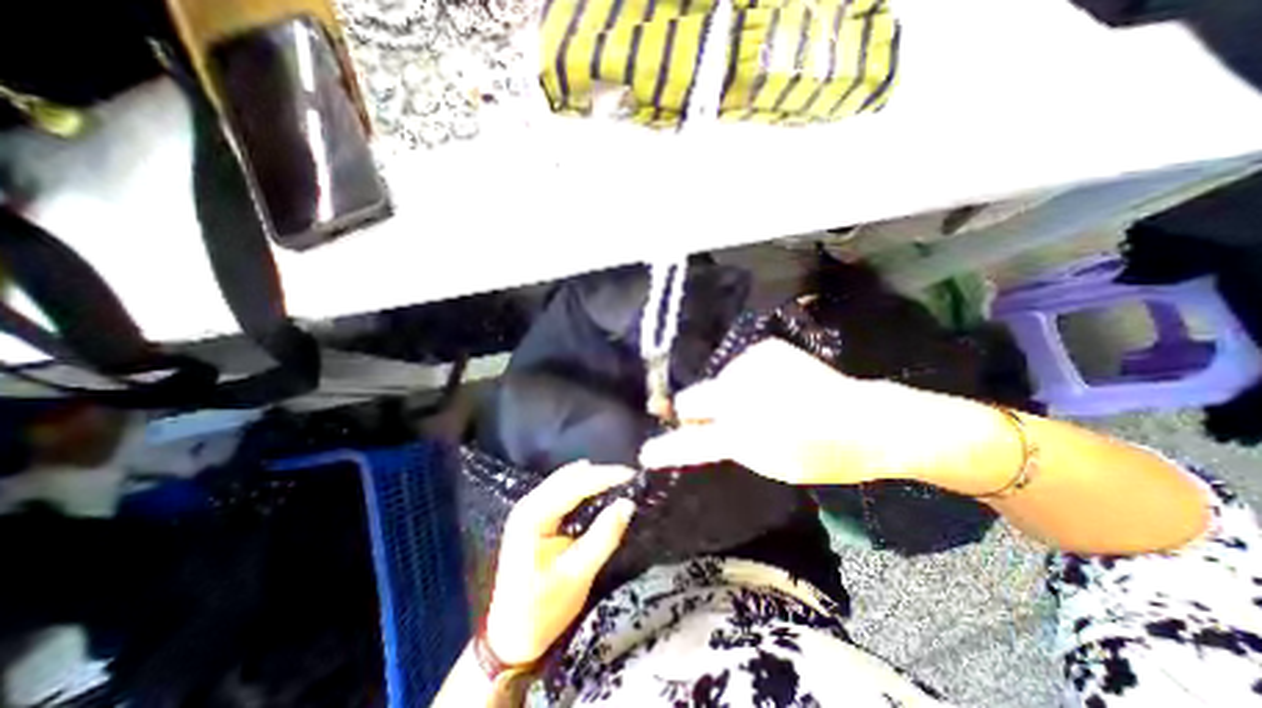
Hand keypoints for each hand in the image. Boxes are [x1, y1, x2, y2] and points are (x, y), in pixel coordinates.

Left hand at [483, 461, 636, 665]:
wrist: (511, 638)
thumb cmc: (542, 609)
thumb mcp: (577, 574)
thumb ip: (603, 536)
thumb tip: (628, 504)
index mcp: (533, 516)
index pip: (575, 485)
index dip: (605, 476)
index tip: (632, 474)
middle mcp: (529, 504)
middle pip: (570, 477)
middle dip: (601, 474)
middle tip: (629, 478)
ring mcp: (530, 509)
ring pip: (566, 481)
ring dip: (593, 478)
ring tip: (619, 481)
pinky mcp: (536, 517)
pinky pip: (563, 491)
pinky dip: (583, 488)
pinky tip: (599, 491)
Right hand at [642, 340, 1012, 488]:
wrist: (866, 420)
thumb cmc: (820, 453)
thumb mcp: (768, 461)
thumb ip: (727, 444)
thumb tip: (699, 429)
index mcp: (743, 432)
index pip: (691, 440)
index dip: (667, 448)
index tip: (647, 453)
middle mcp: (740, 393)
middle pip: (693, 398)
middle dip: (697, 410)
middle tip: (717, 418)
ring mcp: (752, 365)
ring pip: (718, 380)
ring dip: (728, 393)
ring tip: (763, 402)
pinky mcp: (766, 348)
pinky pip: (739, 366)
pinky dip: (747, 377)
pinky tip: (773, 385)